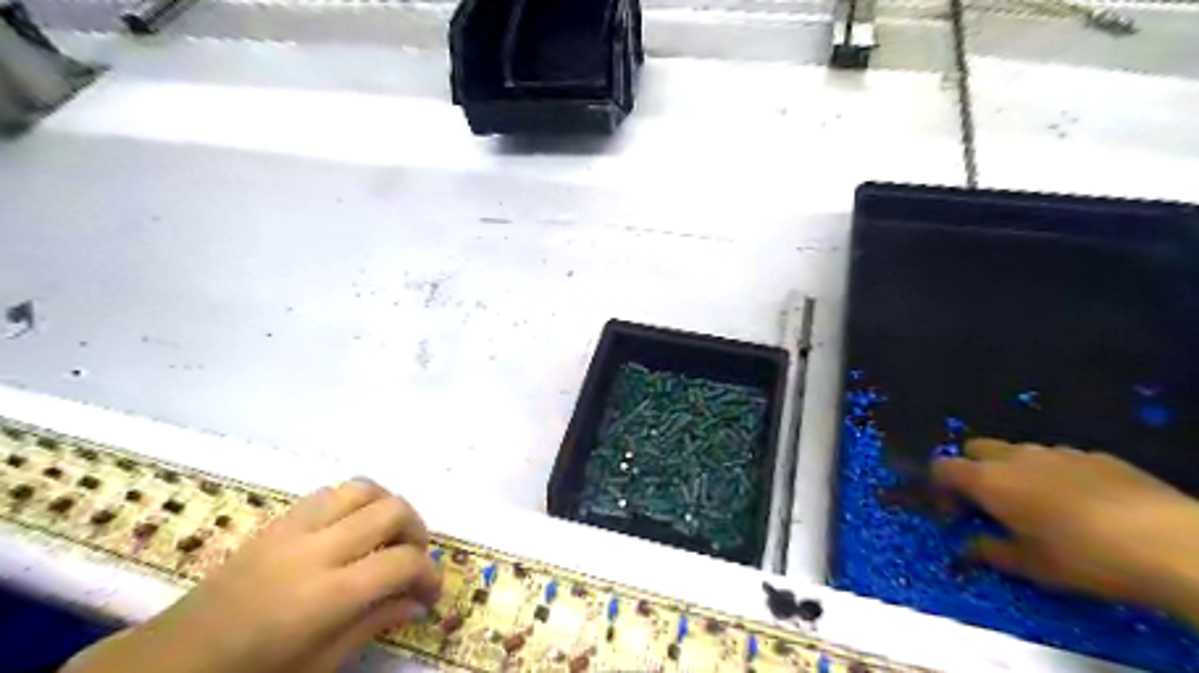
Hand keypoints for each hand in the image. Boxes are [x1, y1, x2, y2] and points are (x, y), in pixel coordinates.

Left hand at [65, 478, 438, 672]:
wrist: (170, 662)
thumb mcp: (318, 665)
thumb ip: (373, 624)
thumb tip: (416, 602)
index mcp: (326, 595)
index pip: (402, 563)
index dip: (429, 574)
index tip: (432, 592)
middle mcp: (316, 549)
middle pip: (392, 511)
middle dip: (417, 531)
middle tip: (415, 559)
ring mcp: (294, 528)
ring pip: (363, 488)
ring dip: (388, 506)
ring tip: (390, 534)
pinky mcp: (278, 520)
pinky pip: (331, 491)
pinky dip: (356, 501)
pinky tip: (353, 527)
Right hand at [932, 437, 1197, 619]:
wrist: (1169, 542)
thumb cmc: (1083, 556)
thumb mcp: (1030, 566)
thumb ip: (990, 552)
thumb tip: (968, 547)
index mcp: (989, 480)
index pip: (943, 467)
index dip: (939, 487)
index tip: (952, 514)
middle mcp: (1016, 457)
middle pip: (975, 448)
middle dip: (973, 470)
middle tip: (988, 504)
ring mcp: (1058, 452)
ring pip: (1018, 452)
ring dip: (1013, 471)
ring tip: (1036, 505)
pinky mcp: (1097, 456)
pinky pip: (1059, 459)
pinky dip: (1054, 474)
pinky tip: (1080, 504)